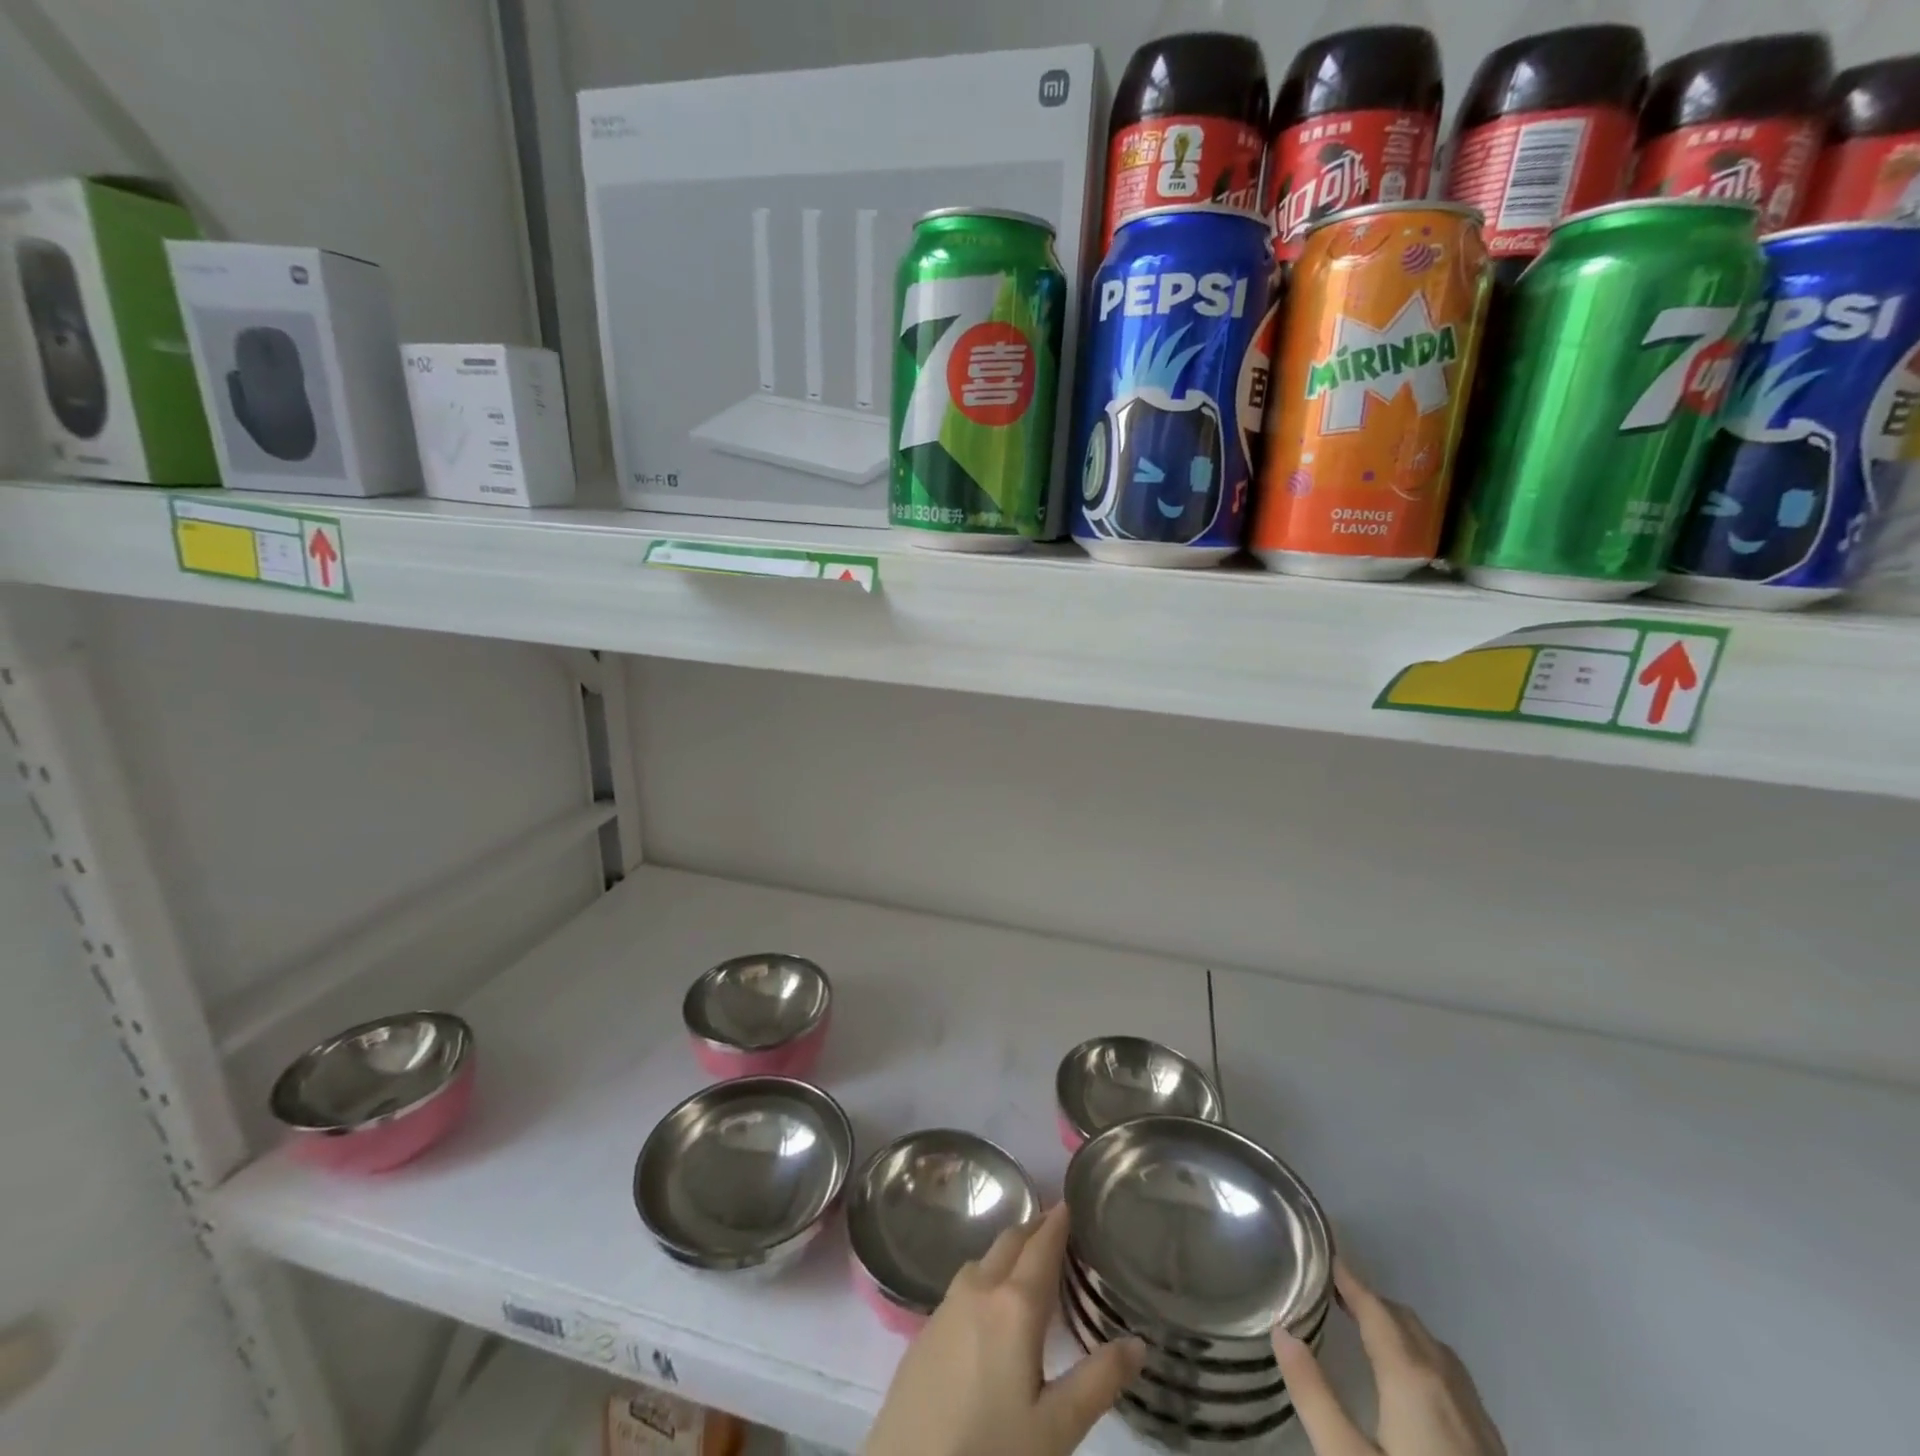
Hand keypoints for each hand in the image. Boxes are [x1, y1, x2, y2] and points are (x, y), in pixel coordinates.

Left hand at [862, 1203, 1145, 1455]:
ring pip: (981, 1261)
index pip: (1041, 1246)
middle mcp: (977, 1290)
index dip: (1058, 1222)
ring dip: (1006, 1252)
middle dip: (1033, 1230)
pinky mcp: (923, 1331)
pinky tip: (989, 1306)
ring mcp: (944, 1307)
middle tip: (1056, 1227)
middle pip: (1008, 1243)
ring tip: (1027, 1264)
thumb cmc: (991, 1450)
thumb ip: (1099, 1382)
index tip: (1071, 1203)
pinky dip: (983, 1278)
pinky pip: (961, 1286)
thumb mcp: (1056, 1429)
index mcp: (1013, 1305)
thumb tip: (1139, 1342)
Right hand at [1273, 1262, 1505, 1455]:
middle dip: (1372, 1302)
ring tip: (1369, 1332)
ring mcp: (1478, 1418)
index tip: (1324, 1254)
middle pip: (1407, 1323)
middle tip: (1335, 1295)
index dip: (1348, 1279)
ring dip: (1401, 1330)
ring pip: (1436, 1351)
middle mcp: (1448, 1385)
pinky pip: (1455, 1381)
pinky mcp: (1493, 1448)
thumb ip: (1313, 1395)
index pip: (1375, 1308)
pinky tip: (1415, 1388)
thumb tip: (1282, 1331)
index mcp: (1412, 1377)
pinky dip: (1425, 1361)